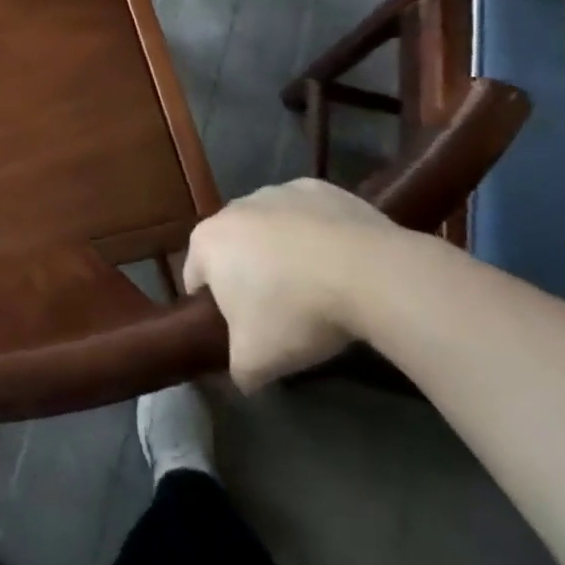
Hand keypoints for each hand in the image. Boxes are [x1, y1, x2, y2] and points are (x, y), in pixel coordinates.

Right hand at [183, 178, 421, 390]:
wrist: (369, 273)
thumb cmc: (296, 312)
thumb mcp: (256, 361)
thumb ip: (237, 370)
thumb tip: (243, 376)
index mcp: (206, 243)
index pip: (195, 278)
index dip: (213, 308)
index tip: (240, 331)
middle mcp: (234, 208)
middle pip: (233, 248)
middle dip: (248, 275)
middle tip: (278, 312)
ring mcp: (277, 191)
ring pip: (270, 227)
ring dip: (282, 252)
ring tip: (315, 287)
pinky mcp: (320, 188)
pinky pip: (309, 216)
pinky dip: (317, 234)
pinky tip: (340, 262)